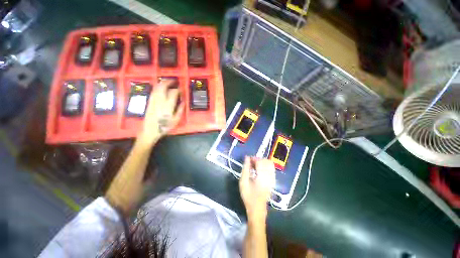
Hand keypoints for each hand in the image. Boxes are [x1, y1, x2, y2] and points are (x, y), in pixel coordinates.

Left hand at [138, 80, 183, 145]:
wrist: (151, 130)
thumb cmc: (165, 127)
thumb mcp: (176, 120)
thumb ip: (180, 110)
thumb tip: (183, 102)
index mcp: (168, 106)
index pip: (173, 93)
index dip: (178, 90)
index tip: (181, 89)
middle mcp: (160, 101)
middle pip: (163, 87)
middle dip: (168, 82)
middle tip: (174, 81)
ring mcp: (153, 101)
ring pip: (157, 88)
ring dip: (162, 83)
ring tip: (167, 81)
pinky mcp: (149, 102)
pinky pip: (153, 92)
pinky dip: (157, 87)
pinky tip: (160, 87)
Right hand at [239, 157, 275, 221]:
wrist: (257, 209)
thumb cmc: (248, 196)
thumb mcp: (243, 182)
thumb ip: (245, 168)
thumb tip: (247, 158)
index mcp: (262, 177)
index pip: (260, 162)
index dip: (254, 158)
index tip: (248, 159)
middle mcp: (270, 176)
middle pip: (266, 161)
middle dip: (258, 159)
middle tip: (251, 162)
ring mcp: (273, 179)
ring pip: (270, 164)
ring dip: (262, 162)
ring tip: (255, 165)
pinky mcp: (273, 181)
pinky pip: (271, 168)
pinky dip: (265, 166)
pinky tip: (259, 170)